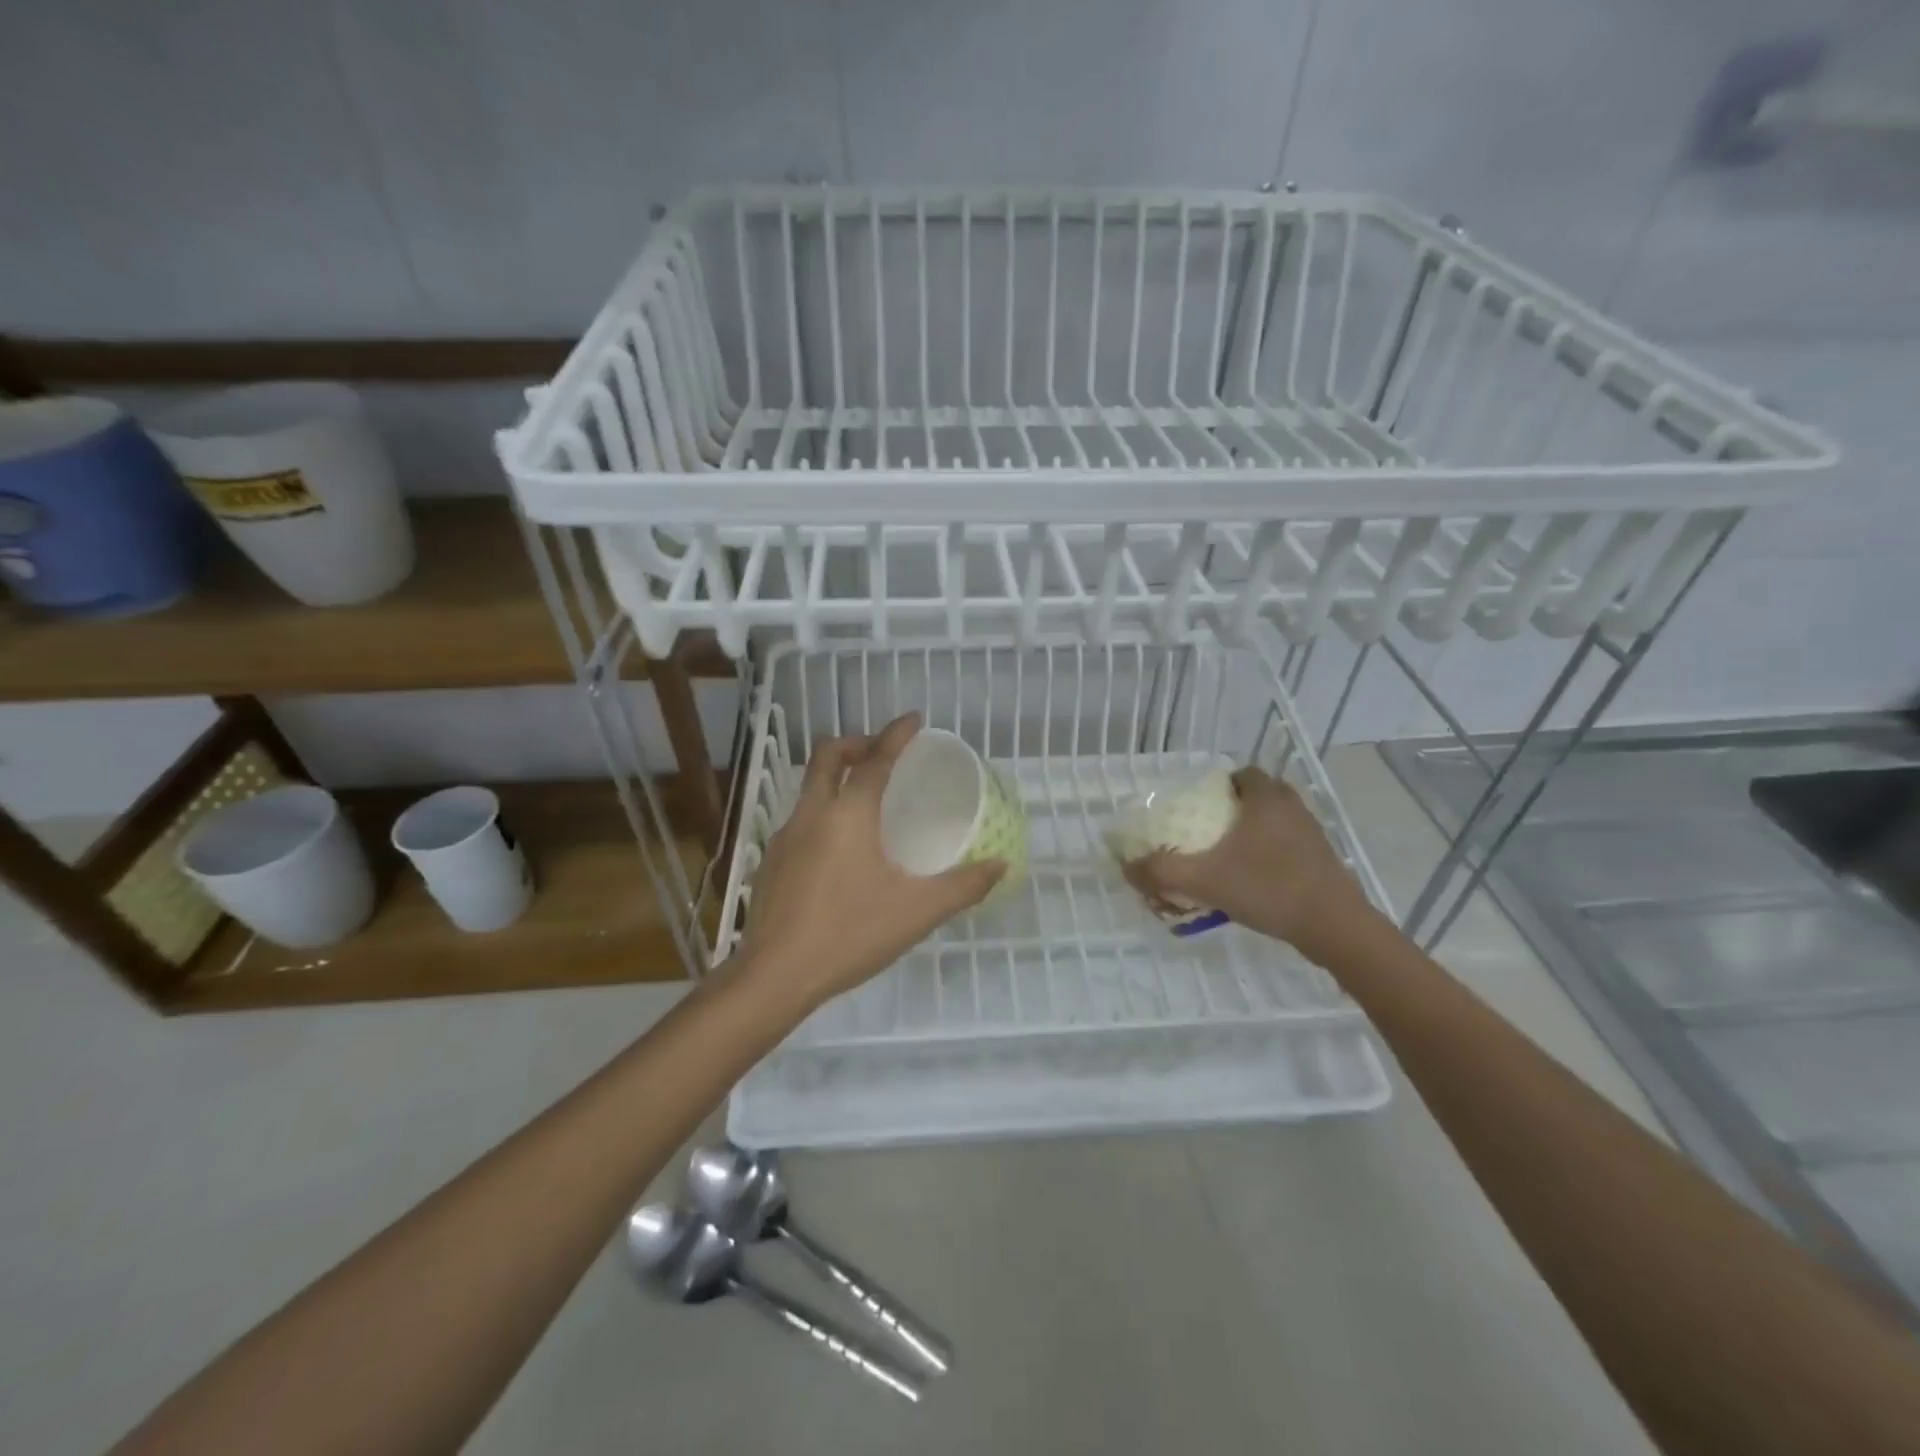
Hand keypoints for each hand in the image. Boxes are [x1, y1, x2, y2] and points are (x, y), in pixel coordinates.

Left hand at [731, 713, 1005, 1012]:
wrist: (774, 976)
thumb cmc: (850, 934)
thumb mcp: (917, 912)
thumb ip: (963, 887)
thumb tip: (1001, 866)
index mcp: (847, 815)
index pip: (875, 760)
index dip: (895, 735)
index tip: (913, 719)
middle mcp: (811, 814)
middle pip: (827, 757)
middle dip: (856, 743)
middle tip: (882, 751)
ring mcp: (783, 837)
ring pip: (810, 788)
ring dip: (837, 777)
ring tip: (866, 800)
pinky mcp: (771, 863)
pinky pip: (801, 819)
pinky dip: (824, 811)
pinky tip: (840, 849)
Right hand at [1120, 766, 1378, 964]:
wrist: (1334, 927)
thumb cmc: (1268, 888)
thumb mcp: (1204, 880)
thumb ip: (1161, 872)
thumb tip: (1127, 867)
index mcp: (1266, 798)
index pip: (1243, 773)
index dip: (1220, 785)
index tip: (1200, 806)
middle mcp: (1292, 807)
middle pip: (1260, 795)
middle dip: (1235, 808)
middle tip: (1210, 831)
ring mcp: (1312, 835)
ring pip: (1277, 821)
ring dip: (1255, 832)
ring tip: (1229, 857)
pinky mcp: (1324, 861)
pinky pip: (1290, 846)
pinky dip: (1272, 854)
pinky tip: (1255, 882)